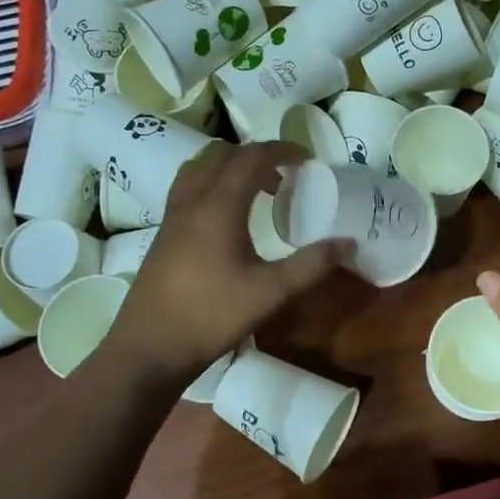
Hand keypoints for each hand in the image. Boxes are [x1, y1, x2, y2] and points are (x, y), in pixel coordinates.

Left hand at [113, 141, 346, 378]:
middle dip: (256, 155)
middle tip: (284, 173)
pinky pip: (187, 187)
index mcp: (219, 206)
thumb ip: (311, 264)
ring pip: (199, 167)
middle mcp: (193, 201)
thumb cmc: (212, 315)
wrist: (150, 347)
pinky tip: (225, 215)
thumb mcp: (271, 292)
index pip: (251, 158)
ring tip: (255, 187)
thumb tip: (349, 243)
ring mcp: (173, 215)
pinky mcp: (163, 233)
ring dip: (230, 165)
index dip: (280, 150)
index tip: (306, 157)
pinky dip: (211, 182)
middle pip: (223, 155)